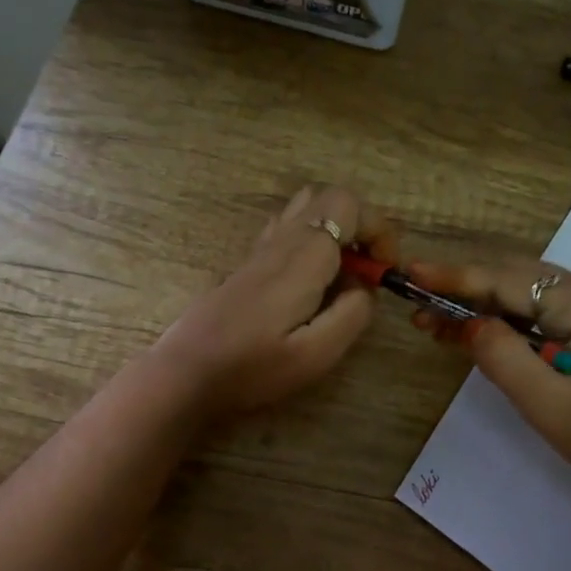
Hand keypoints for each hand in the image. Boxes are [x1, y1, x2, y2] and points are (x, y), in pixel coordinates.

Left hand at [154, 185, 398, 416]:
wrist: (186, 373)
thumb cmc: (252, 368)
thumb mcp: (316, 354)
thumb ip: (352, 315)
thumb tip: (364, 288)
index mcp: (303, 257)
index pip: (349, 206)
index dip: (379, 229)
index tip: (385, 270)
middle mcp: (282, 241)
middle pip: (330, 197)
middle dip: (362, 225)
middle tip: (367, 270)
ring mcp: (261, 249)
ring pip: (306, 207)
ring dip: (335, 229)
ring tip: (342, 272)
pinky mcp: (249, 263)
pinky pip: (287, 226)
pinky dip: (311, 238)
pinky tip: (310, 279)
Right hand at [406, 258, 570, 508]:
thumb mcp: (551, 406)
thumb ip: (503, 358)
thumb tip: (466, 323)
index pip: (507, 280)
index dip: (456, 277)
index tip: (411, 271)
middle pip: (513, 277)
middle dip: (462, 288)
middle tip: (414, 302)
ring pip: (521, 293)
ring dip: (477, 304)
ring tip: (430, 320)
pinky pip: (535, 312)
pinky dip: (500, 319)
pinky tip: (469, 331)